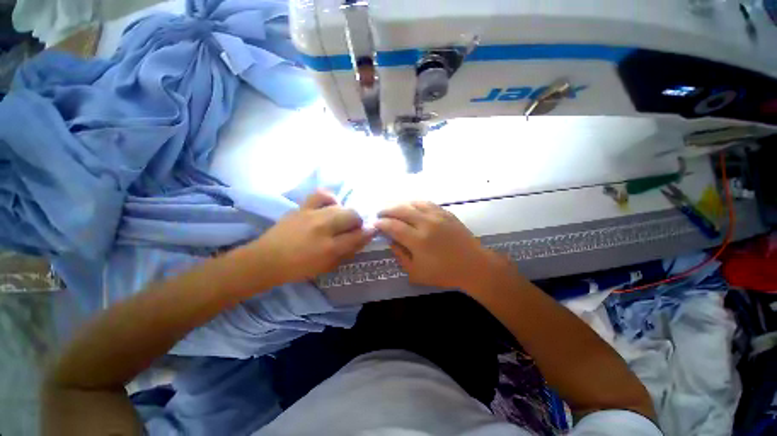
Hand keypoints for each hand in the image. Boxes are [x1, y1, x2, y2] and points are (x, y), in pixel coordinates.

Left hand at [250, 190, 374, 284]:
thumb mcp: (327, 267)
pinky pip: (321, 195)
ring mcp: (312, 215)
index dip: (369, 232)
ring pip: (340, 206)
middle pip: (352, 215)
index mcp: (330, 248)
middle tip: (352, 228)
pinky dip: (330, 199)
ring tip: (340, 219)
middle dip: (358, 221)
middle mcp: (324, 228)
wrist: (266, 260)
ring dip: (345, 212)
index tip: (372, 231)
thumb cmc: (298, 268)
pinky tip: (329, 205)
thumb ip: (347, 252)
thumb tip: (362, 238)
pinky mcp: (301, 207)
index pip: (359, 235)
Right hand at [375, 201, 500, 291]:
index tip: (374, 223)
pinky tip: (410, 205)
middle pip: (401, 210)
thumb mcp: (416, 272)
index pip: (393, 226)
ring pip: (413, 203)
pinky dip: (414, 202)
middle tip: (379, 212)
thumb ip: (400, 255)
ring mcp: (437, 215)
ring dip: (399, 204)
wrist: (473, 265)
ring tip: (392, 207)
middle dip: (386, 210)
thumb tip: (390, 241)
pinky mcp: (446, 213)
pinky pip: (427, 203)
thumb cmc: (444, 273)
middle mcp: (426, 223)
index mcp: (418, 240)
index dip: (381, 224)